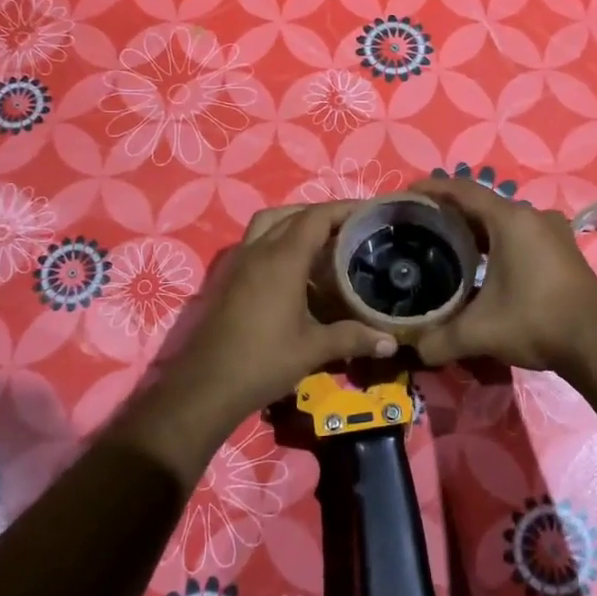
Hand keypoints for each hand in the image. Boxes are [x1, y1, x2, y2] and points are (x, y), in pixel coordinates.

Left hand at [123, 203, 399, 471]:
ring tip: (322, 241)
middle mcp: (258, 250)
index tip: (370, 213)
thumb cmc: (262, 362)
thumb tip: (390, 342)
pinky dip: (277, 239)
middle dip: (322, 214)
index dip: (344, 209)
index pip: (316, 217)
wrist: (206, 386)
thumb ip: (352, 338)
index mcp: (282, 259)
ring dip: (295, 222)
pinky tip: (294, 268)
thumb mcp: (312, 350)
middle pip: (292, 214)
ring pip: (268, 223)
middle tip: (351, 229)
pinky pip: (256, 241)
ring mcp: (239, 262)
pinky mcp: (228, 277)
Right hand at [410, 176, 596, 372]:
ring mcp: (552, 231)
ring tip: (445, 243)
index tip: (406, 194)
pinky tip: (482, 263)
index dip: (432, 188)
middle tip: (420, 225)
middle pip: (482, 203)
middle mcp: (532, 216)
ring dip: (475, 228)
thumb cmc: (536, 321)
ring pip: (503, 220)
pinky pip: (520, 233)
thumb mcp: (480, 332)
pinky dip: (496, 241)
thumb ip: (440, 338)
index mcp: (510, 220)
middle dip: (450, 211)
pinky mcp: (563, 249)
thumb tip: (414, 347)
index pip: (462, 190)